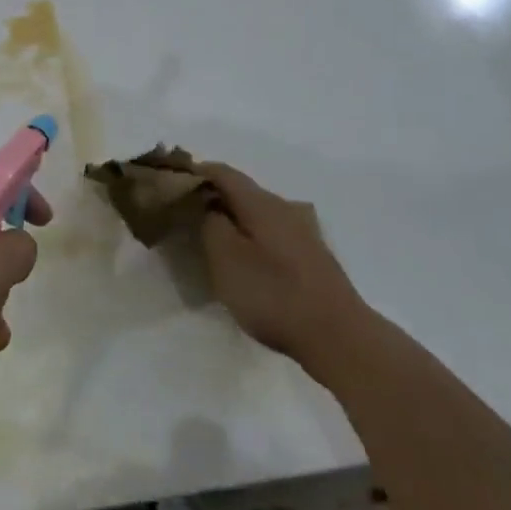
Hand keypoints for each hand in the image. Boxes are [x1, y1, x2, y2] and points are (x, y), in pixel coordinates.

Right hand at [199, 163, 373, 382]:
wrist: (339, 337)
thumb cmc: (274, 294)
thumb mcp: (226, 258)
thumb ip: (210, 224)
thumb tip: (208, 207)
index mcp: (261, 203)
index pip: (222, 172)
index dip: (195, 171)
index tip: (171, 181)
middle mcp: (284, 208)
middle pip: (242, 191)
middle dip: (213, 196)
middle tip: (185, 213)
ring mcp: (302, 233)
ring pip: (258, 213)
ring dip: (233, 218)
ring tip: (211, 237)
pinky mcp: (312, 257)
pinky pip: (271, 233)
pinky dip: (251, 236)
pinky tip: (245, 260)